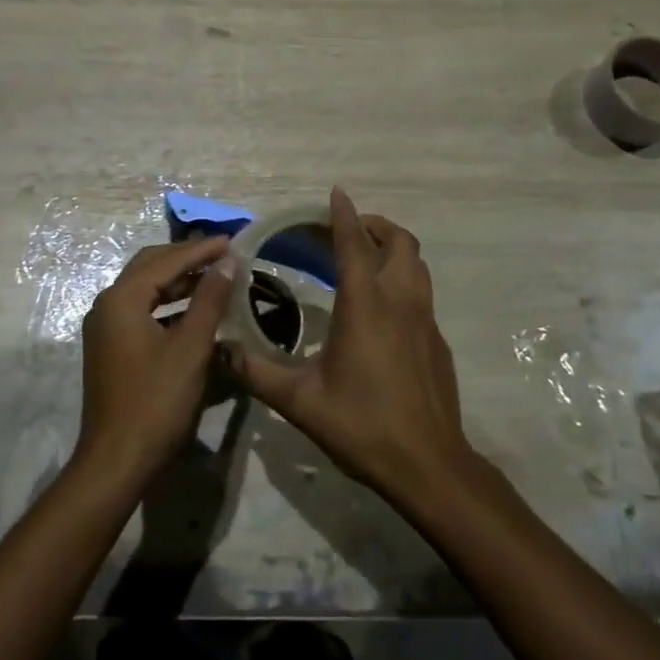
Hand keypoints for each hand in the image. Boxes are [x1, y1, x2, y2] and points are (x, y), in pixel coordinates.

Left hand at [75, 236, 232, 490]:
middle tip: (223, 254)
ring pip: (146, 289)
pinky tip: (195, 311)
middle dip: (187, 258)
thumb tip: (228, 262)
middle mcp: (107, 305)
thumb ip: (210, 300)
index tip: (233, 241)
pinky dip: (169, 304)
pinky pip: (142, 310)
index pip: (166, 260)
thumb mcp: (190, 348)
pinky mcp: (111, 348)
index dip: (201, 250)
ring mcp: (106, 328)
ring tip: (216, 277)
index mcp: (121, 299)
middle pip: (150, 267)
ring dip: (179, 281)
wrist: (116, 462)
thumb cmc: (156, 402)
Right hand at [228, 188, 474, 504]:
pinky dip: (403, 281)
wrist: (428, 465)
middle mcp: (399, 301)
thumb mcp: (300, 402)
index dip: (344, 215)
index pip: (354, 244)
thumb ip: (258, 372)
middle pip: (399, 242)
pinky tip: (383, 309)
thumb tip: (222, 352)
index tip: (335, 194)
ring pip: (417, 264)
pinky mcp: (437, 340)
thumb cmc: (362, 425)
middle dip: (375, 225)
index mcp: (365, 305)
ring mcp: (425, 320)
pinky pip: (422, 293)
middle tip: (347, 230)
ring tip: (366, 257)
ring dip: (393, 249)